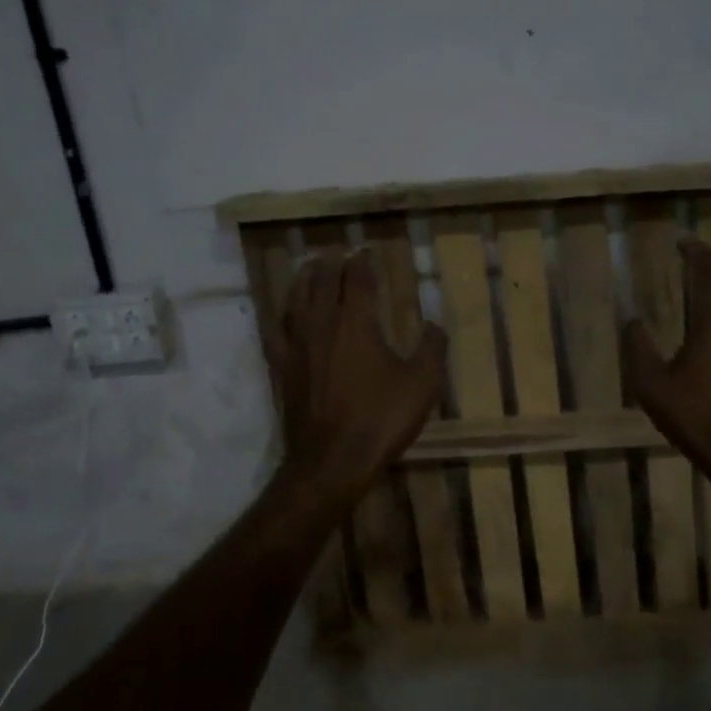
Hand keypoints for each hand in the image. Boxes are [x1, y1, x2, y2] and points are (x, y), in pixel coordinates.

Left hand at [265, 250, 448, 500]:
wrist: (331, 460)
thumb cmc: (380, 419)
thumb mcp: (422, 384)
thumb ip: (431, 348)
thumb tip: (433, 323)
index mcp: (357, 323)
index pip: (358, 280)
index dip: (362, 262)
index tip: (366, 251)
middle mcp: (323, 325)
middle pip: (323, 283)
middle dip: (332, 264)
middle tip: (339, 255)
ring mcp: (298, 346)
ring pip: (296, 300)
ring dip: (304, 279)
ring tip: (309, 268)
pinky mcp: (283, 368)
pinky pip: (277, 331)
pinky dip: (281, 315)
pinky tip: (283, 314)